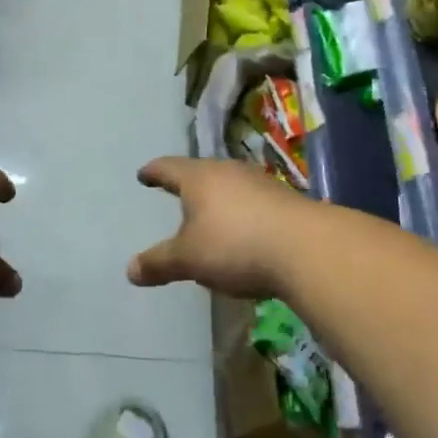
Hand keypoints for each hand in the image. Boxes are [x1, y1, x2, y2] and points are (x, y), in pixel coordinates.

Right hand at [127, 157, 305, 299]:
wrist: (307, 248)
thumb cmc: (235, 245)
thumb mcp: (189, 259)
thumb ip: (159, 263)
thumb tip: (130, 270)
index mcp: (199, 177)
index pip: (169, 168)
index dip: (154, 172)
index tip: (144, 174)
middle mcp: (228, 171)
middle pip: (201, 172)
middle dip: (188, 183)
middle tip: (176, 191)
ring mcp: (260, 183)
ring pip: (230, 185)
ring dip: (218, 197)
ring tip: (209, 212)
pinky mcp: (286, 200)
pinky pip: (253, 201)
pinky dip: (241, 212)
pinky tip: (244, 230)